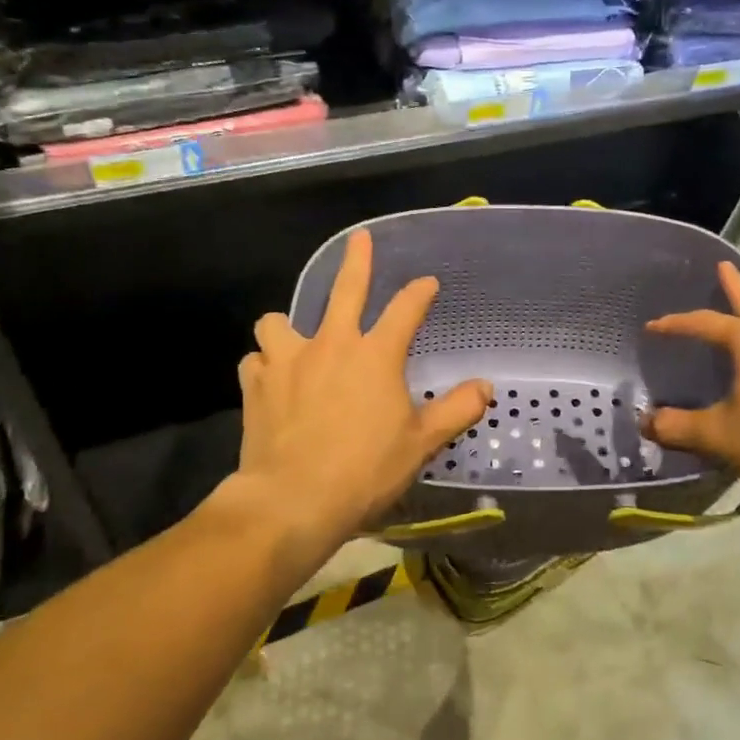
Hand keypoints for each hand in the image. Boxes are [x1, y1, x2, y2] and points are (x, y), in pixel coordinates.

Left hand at [229, 228, 491, 555]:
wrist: (293, 501)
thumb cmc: (365, 470)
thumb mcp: (421, 443)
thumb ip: (456, 410)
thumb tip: (485, 387)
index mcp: (375, 355)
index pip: (406, 309)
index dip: (420, 292)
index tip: (428, 283)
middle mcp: (331, 345)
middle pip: (345, 290)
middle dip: (357, 260)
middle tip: (360, 239)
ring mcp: (287, 361)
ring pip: (277, 321)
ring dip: (286, 326)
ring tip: (293, 338)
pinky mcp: (255, 385)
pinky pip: (254, 360)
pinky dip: (263, 365)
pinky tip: (269, 379)